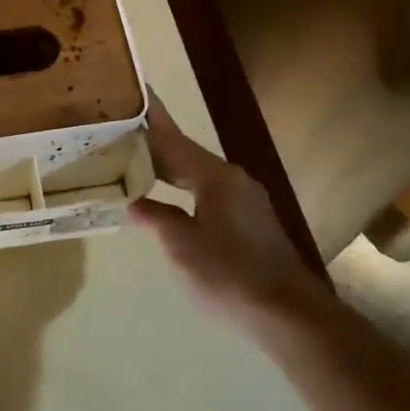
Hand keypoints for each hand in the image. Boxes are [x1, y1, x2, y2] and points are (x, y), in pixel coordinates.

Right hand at [128, 94, 332, 328]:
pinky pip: (209, 195)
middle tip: (121, 136)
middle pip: (187, 156)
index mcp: (215, 177)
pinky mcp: (251, 225)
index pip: (175, 140)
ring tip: (138, 166)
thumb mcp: (181, 246)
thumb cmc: (229, 274)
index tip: (137, 95)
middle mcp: (234, 181)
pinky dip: (184, 191)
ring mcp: (246, 203)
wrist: (288, 315)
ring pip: (199, 177)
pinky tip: (170, 203)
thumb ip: (156, 218)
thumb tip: (136, 204)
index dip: (153, 120)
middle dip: (155, 147)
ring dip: (170, 170)